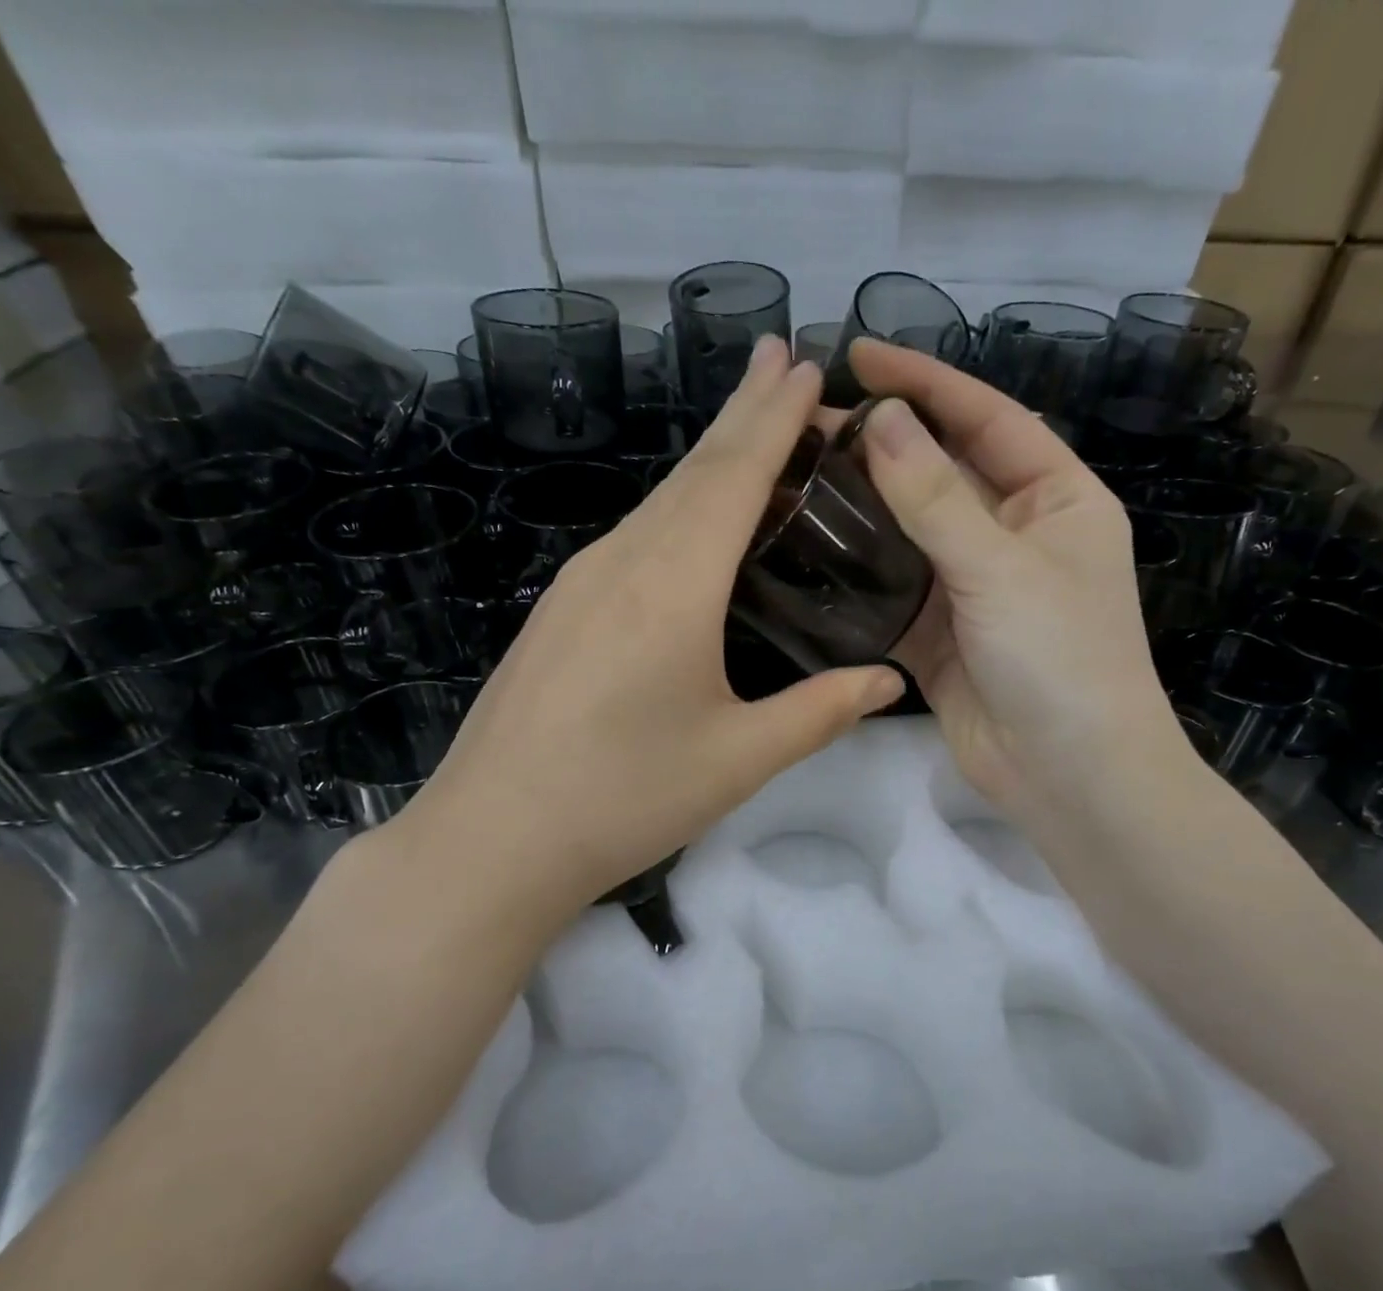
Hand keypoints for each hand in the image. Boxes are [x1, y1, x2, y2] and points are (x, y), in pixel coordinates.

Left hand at [382, 336, 903, 923]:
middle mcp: (622, 562)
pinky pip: (632, 536)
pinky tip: (690, 521)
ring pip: (658, 501)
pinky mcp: (560, 609)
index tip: (802, 362)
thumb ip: (820, 712)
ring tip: (750, 427)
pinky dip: (676, 507)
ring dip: (709, 459)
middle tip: (781, 361)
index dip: (773, 418)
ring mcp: (580, 583)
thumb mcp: (739, 759)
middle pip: (692, 472)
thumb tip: (888, 679)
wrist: (493, 838)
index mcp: (673, 585)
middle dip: (742, 413)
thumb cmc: (624, 798)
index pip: (734, 477)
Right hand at [849, 340, 1200, 840]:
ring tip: (795, 480)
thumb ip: (935, 497)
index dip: (926, 383)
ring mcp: (974, 590)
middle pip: (940, 475)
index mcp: (1054, 499)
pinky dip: (857, 579)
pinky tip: (808, 556)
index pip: (986, 419)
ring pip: (910, 536)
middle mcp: (1014, 536)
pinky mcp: (940, 638)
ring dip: (862, 512)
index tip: (861, 356)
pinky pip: (893, 594)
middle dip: (882, 448)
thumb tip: (879, 421)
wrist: (1069, 775)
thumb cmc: (1060, 658)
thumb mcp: (1000, 567)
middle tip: (808, 425)